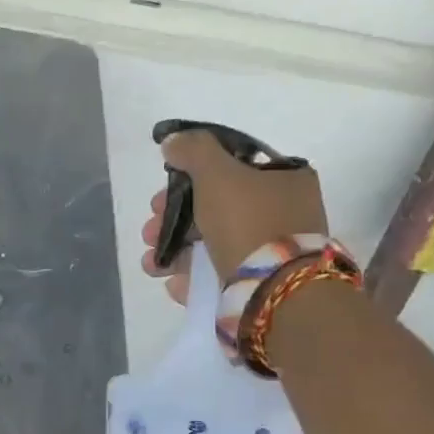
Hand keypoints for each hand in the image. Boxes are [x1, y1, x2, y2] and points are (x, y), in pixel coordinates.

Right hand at [139, 130, 328, 288]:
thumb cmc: (248, 222)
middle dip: (174, 220)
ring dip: (174, 251)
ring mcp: (274, 253)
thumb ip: (193, 151)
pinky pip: (220, 276)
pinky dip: (193, 277)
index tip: (160, 195)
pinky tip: (173, 283)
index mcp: (285, 180)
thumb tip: (172, 141)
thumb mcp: (217, 173)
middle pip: (216, 209)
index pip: (230, 169)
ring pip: (213, 244)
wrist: (275, 292)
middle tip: (149, 231)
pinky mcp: (262, 286)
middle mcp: (284, 214)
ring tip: (151, 264)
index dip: (189, 178)